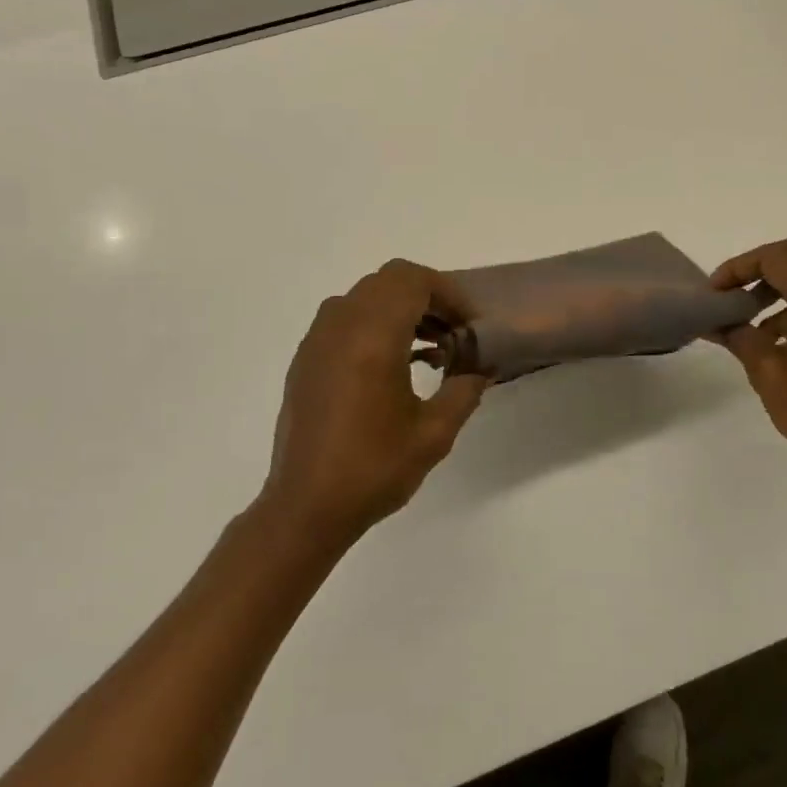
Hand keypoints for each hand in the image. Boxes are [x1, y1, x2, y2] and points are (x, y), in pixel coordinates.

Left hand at [261, 260, 486, 544]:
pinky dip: (375, 324)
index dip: (448, 293)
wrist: (305, 506)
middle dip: (428, 298)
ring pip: (366, 296)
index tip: (469, 326)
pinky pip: (345, 318)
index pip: (412, 280)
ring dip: (401, 309)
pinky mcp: (306, 358)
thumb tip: (480, 366)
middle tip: (453, 333)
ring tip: (428, 350)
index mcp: (372, 337)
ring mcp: (317, 340)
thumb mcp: (434, 433)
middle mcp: (340, 326)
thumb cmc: (373, 469)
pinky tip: (393, 366)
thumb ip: (464, 388)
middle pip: (389, 281)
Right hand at [710, 235, 786, 481]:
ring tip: (747, 314)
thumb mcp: (767, 374)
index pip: (776, 258)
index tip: (715, 292)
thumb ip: (739, 337)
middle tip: (733, 290)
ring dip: (779, 281)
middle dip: (760, 264)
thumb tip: (715, 321)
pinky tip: (774, 334)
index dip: (739, 267)